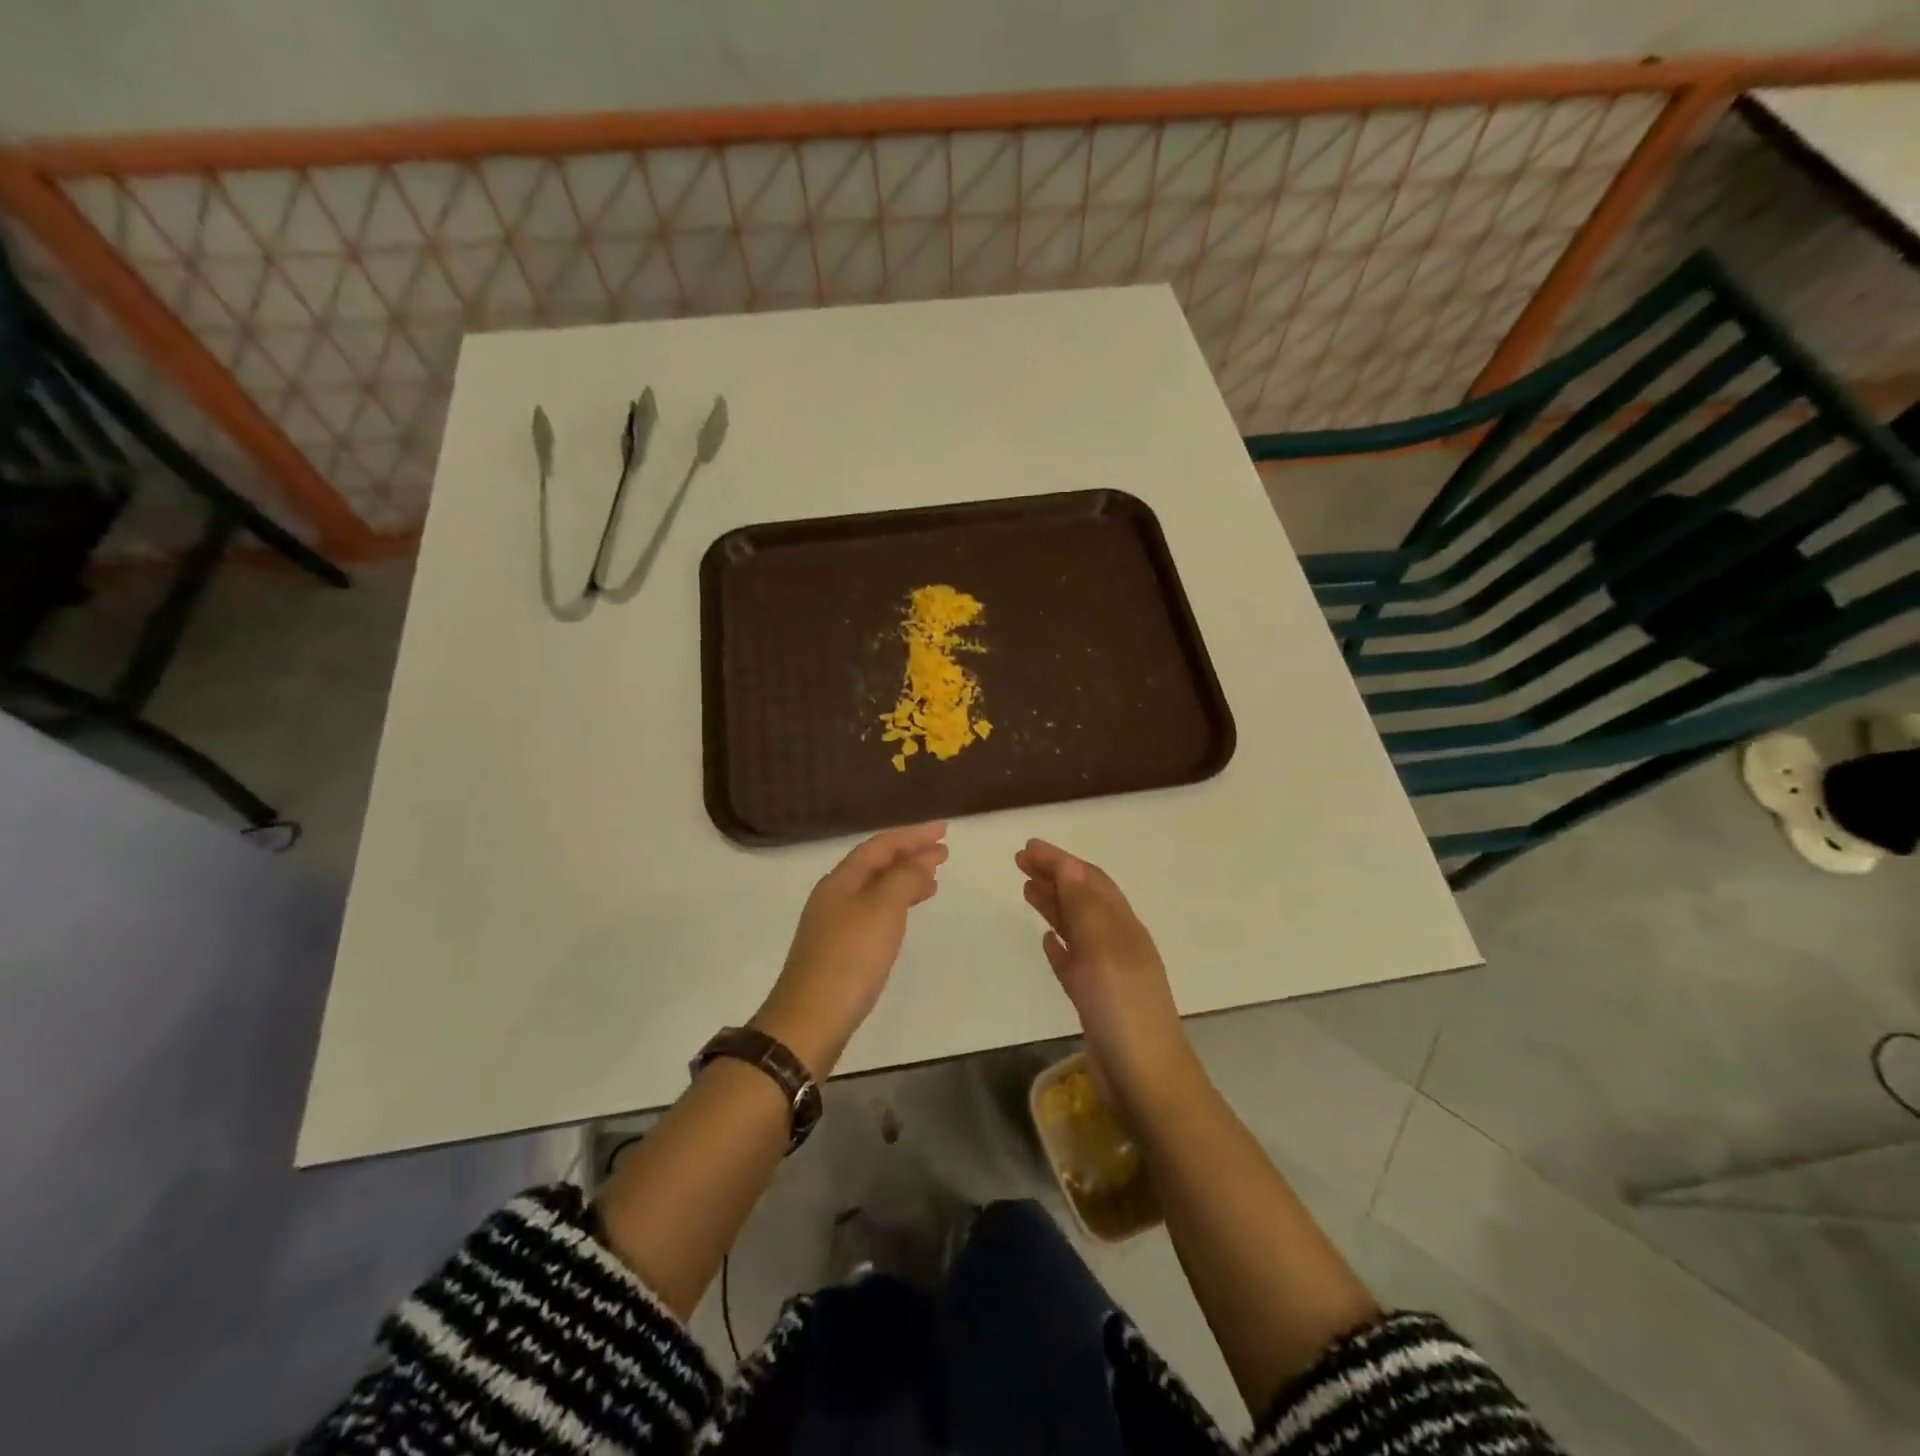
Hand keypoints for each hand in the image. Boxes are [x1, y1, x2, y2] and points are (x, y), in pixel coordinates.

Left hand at [754, 823, 948, 1075]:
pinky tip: (906, 916)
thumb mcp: (883, 909)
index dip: (913, 835)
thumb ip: (904, 878)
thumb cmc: (850, 958)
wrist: (811, 1020)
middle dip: (910, 855)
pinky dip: (895, 905)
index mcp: (841, 880)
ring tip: (933, 881)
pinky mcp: (839, 950)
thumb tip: (920, 862)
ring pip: (876, 889)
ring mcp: (834, 924)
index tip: (944, 831)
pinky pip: (873, 912)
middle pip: (877, 865)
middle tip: (944, 853)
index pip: (880, 845)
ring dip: (904, 880)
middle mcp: (834, 895)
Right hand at [1016, 838, 1196, 1111]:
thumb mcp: (1103, 951)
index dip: (1059, 861)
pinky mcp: (1096, 1001)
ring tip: (1026, 890)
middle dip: (1054, 877)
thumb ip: (1086, 908)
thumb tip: (1070, 865)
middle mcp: (1117, 943)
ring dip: (1054, 905)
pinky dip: (1060, 945)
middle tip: (1020, 862)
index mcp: (1123, 927)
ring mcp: (1108, 974)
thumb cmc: (1123, 1011)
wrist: (1146, 1081)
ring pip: (1076, 928)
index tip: (1027, 847)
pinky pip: (1074, 962)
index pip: (1089, 881)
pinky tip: (1047, 940)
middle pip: (1082, 899)